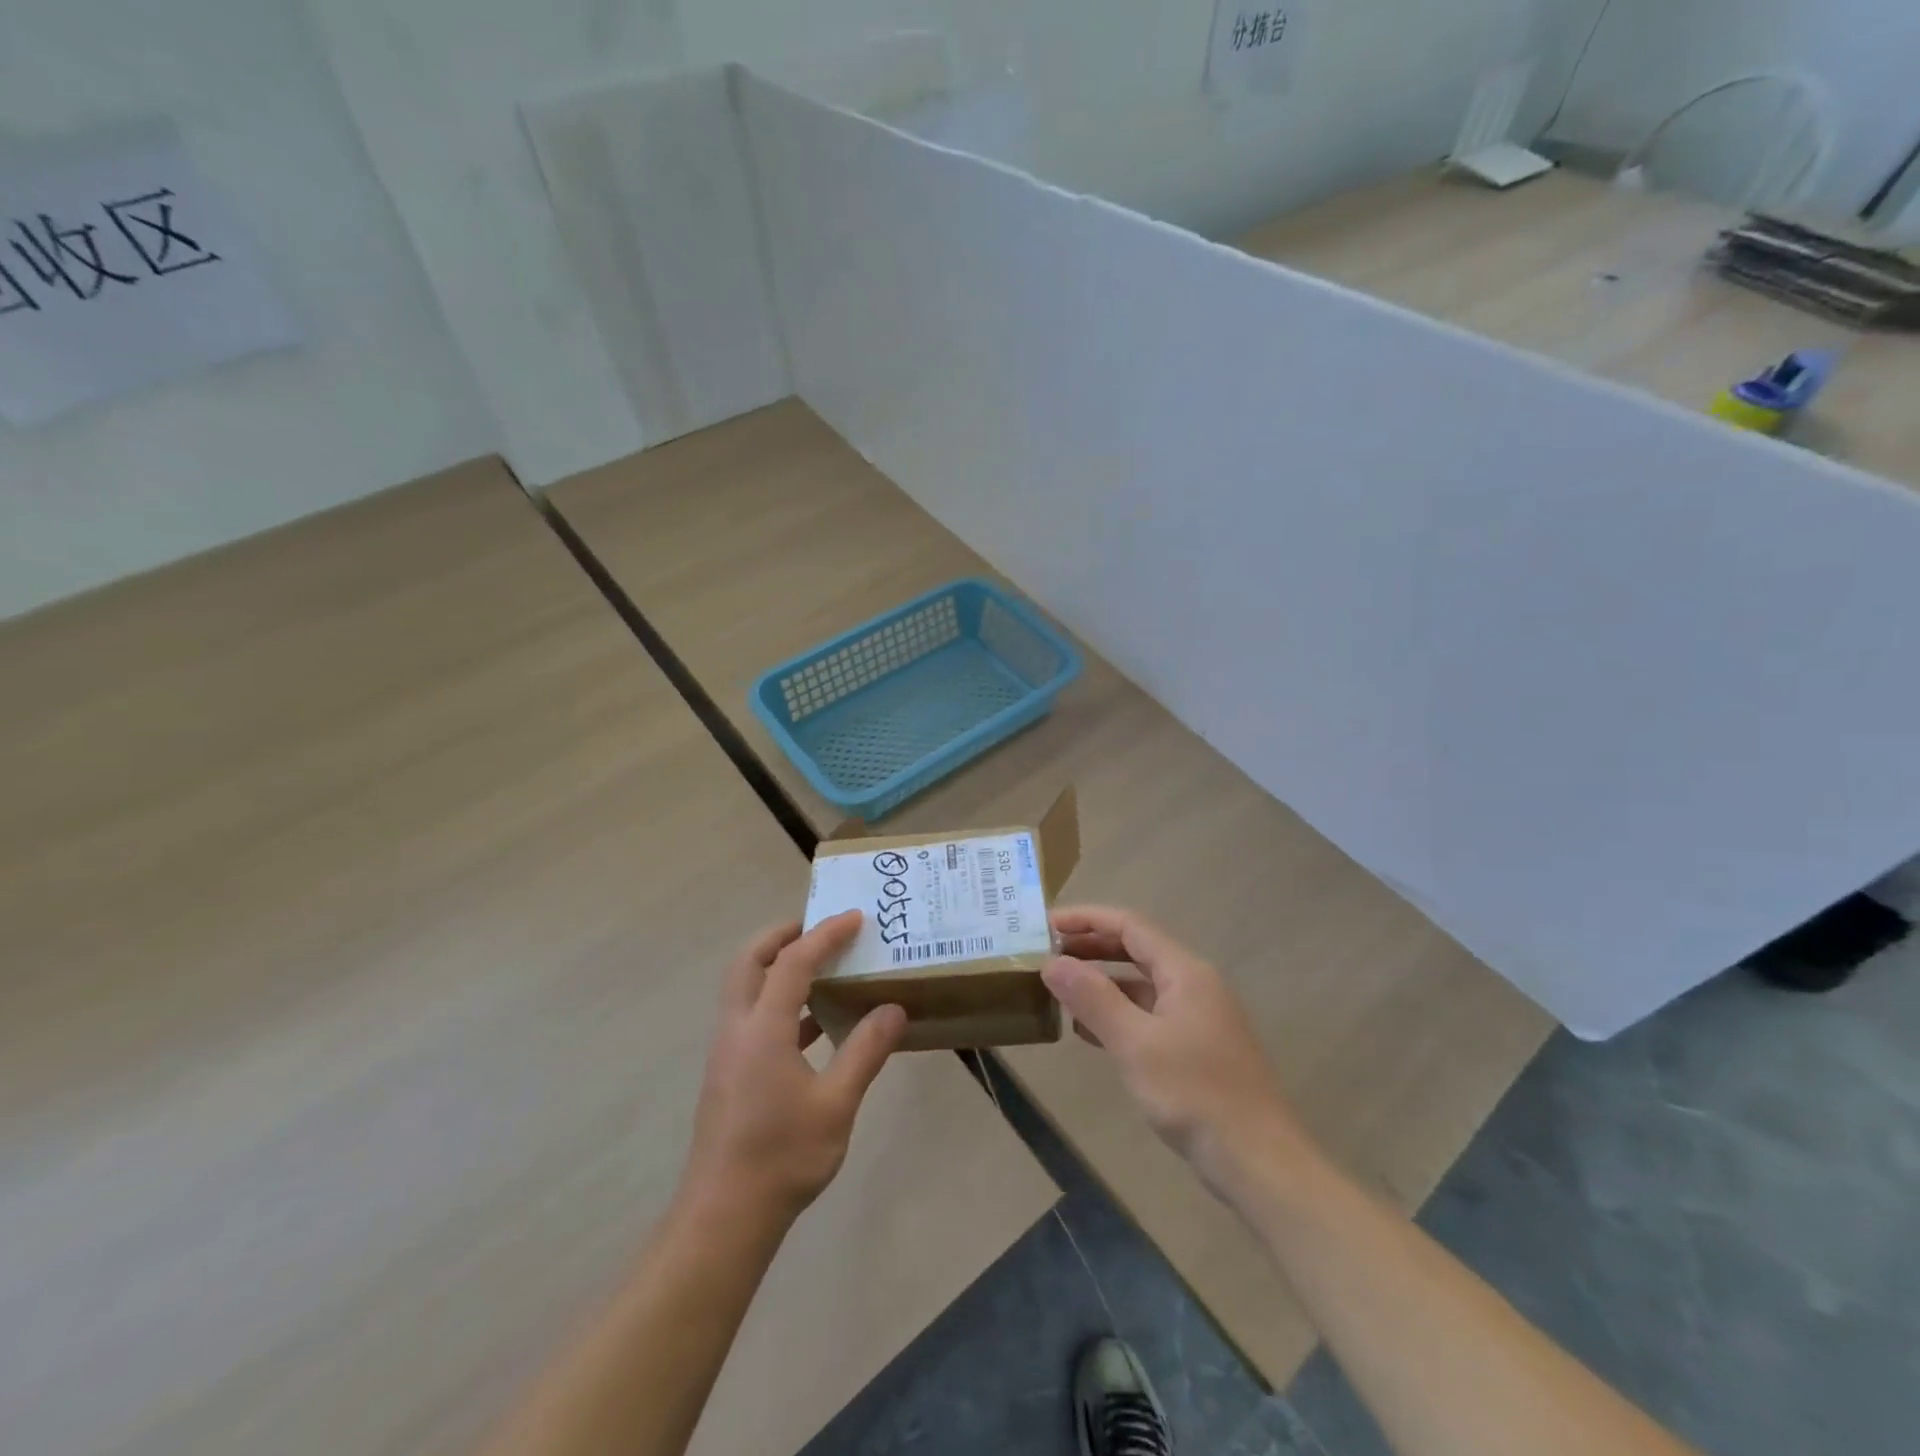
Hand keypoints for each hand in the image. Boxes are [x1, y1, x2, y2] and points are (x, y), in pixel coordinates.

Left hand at [681, 911, 907, 1226]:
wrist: (725, 1217)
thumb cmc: (782, 1157)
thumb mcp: (836, 1104)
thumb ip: (865, 1051)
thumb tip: (894, 1009)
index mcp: (762, 1029)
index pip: (793, 961)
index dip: (825, 934)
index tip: (855, 917)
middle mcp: (737, 1029)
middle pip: (749, 961)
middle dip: (783, 935)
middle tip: (820, 927)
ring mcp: (728, 1051)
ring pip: (746, 987)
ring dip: (778, 967)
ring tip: (822, 965)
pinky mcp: (730, 1073)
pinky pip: (753, 1016)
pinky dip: (780, 1002)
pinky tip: (815, 1023)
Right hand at [1041, 905, 1313, 1199]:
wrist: (1260, 1164)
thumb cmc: (1196, 1095)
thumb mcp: (1136, 1045)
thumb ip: (1093, 999)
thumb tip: (1051, 963)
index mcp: (1185, 972)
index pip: (1129, 926)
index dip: (1085, 919)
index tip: (1045, 925)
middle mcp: (1193, 985)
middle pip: (1135, 950)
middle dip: (1090, 948)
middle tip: (1045, 954)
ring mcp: (1197, 1017)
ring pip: (1140, 985)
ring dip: (1100, 983)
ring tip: (1058, 990)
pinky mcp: (1195, 1048)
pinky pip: (1148, 1015)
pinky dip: (1116, 1014)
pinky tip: (1088, 1032)